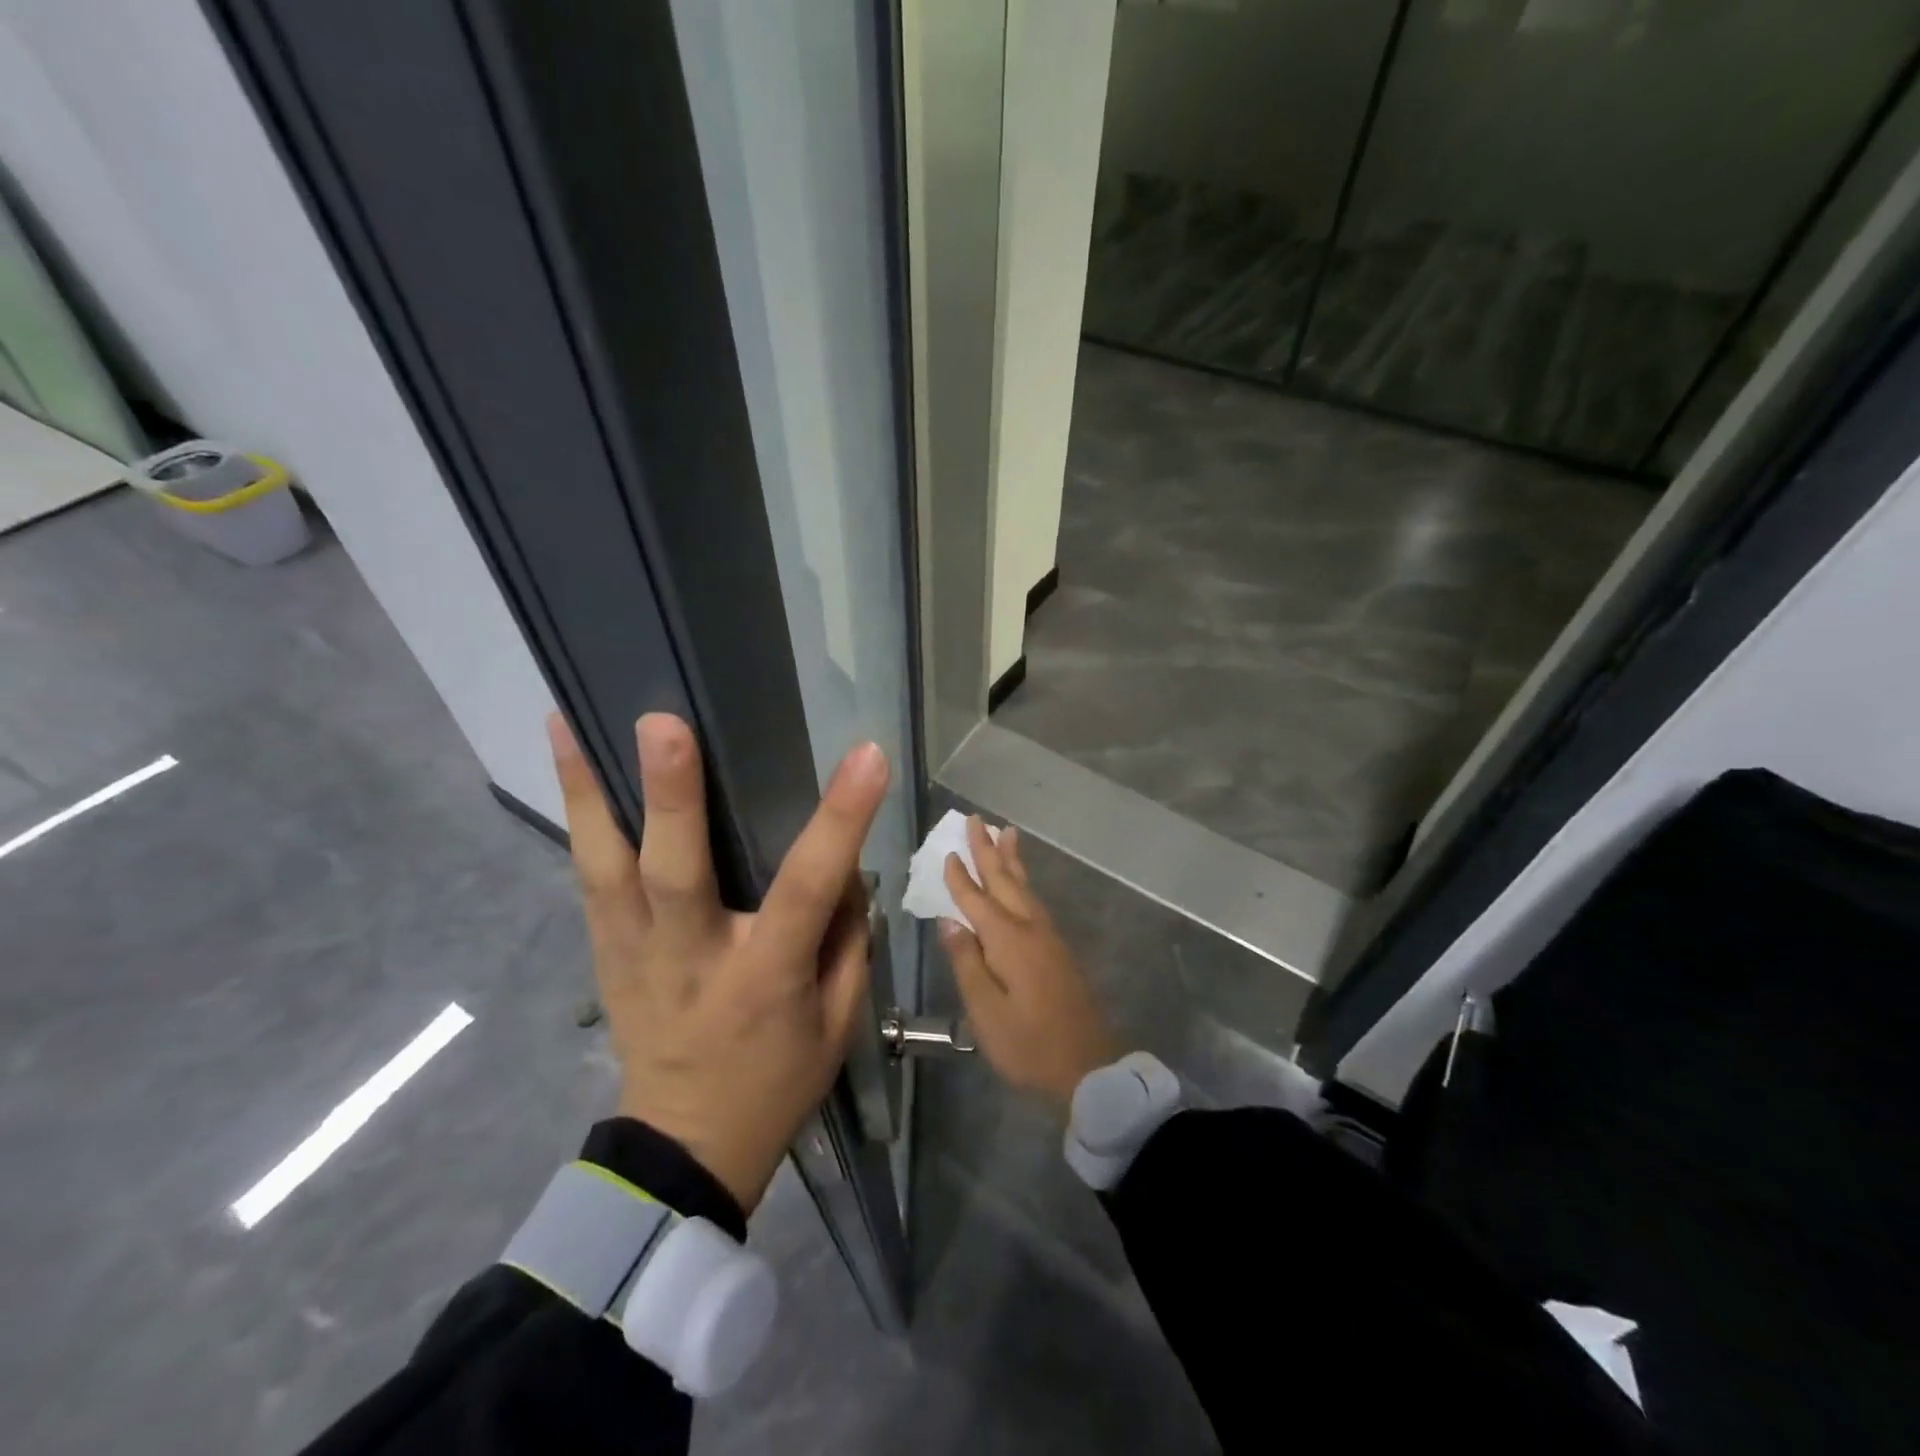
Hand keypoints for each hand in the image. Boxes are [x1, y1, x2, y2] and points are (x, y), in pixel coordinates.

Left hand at [549, 711, 888, 1213]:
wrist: (684, 1150)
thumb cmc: (776, 1080)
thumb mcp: (838, 1022)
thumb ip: (846, 939)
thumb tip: (845, 865)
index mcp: (763, 977)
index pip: (806, 890)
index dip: (839, 821)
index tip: (866, 758)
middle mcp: (689, 957)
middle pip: (674, 872)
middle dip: (672, 796)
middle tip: (664, 724)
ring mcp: (633, 954)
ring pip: (604, 867)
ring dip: (588, 791)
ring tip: (569, 720)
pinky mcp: (602, 952)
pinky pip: (589, 877)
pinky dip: (580, 816)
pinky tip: (569, 760)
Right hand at [940, 817, 1119, 1114]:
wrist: (1089, 1066)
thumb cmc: (1029, 1044)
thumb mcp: (986, 1011)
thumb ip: (966, 962)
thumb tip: (949, 921)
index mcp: (1008, 940)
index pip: (976, 899)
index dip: (960, 876)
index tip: (946, 851)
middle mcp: (1030, 928)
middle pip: (1005, 880)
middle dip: (987, 849)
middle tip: (976, 819)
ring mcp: (1048, 936)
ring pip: (1024, 886)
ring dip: (1010, 859)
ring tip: (1005, 833)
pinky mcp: (1058, 949)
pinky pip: (1034, 900)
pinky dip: (1023, 881)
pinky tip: (1020, 882)